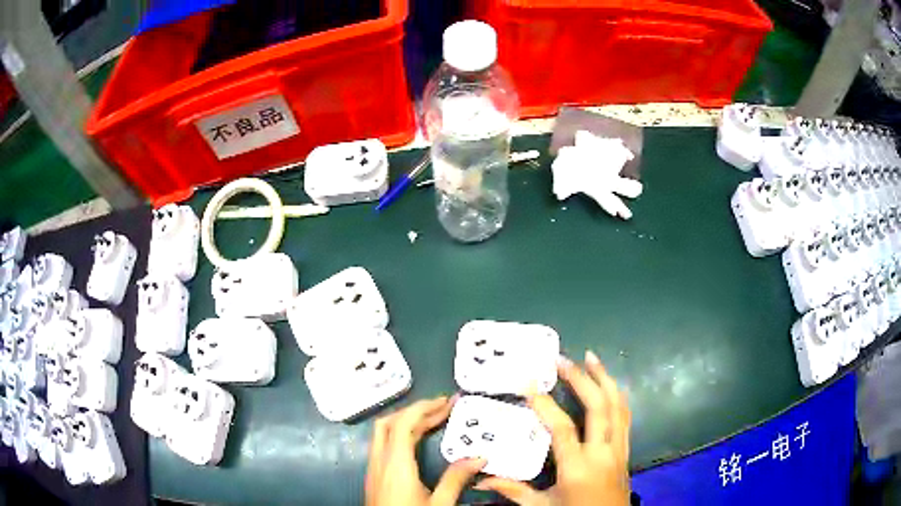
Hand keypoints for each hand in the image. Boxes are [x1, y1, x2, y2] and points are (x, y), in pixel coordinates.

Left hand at [366, 396, 485, 505]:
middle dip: (417, 411)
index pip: (403, 424)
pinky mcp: (374, 475)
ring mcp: (373, 467)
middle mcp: (380, 460)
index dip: (424, 408)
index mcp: (395, 464)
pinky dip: (400, 434)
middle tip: (445, 407)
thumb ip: (456, 479)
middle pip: (390, 423)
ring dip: (407, 421)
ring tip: (434, 418)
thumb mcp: (439, 504)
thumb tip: (480, 456)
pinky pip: (383, 444)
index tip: (447, 401)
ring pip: (384, 433)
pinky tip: (416, 440)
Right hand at [476, 350, 631, 505]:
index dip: (545, 404)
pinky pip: (625, 416)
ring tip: (591, 358)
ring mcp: (618, 448)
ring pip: (617, 406)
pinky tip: (609, 385)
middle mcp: (602, 451)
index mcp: (577, 466)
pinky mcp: (626, 449)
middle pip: (597, 407)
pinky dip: (617, 396)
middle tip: (562, 360)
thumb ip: (513, 490)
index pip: (562, 428)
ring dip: (604, 379)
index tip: (529, 383)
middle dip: (581, 379)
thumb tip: (481, 479)